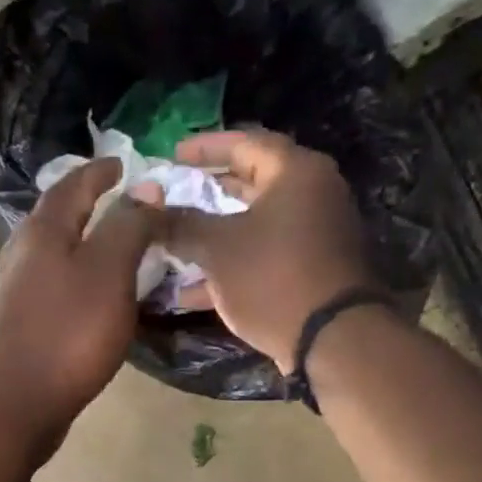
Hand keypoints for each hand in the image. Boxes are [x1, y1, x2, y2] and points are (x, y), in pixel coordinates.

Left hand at [0, 158, 160, 452]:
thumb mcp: (108, 271)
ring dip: (85, 245)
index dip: (101, 171)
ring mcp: (15, 291)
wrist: (15, 402)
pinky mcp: (18, 324)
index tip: (125, 165)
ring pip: (55, 254)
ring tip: (119, 251)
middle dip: (91, 206)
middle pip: (59, 218)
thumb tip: (144, 188)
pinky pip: (55, 287)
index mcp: (43, 231)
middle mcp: (22, 253)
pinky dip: (79, 280)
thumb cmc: (67, 333)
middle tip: (128, 207)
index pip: (73, 184)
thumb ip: (127, 226)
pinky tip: (96, 298)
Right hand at [165, 130, 379, 370]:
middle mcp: (312, 194)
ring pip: (253, 223)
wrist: (331, 339)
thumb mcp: (217, 248)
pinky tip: (189, 287)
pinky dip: (230, 263)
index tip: (171, 155)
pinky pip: (262, 255)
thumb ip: (181, 224)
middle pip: (251, 182)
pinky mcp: (309, 269)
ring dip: (213, 232)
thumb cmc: (273, 278)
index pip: (245, 142)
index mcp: (295, 172)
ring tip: (173, 240)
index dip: (204, 148)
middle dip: (207, 191)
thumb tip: (150, 211)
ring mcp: (313, 234)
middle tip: (172, 195)